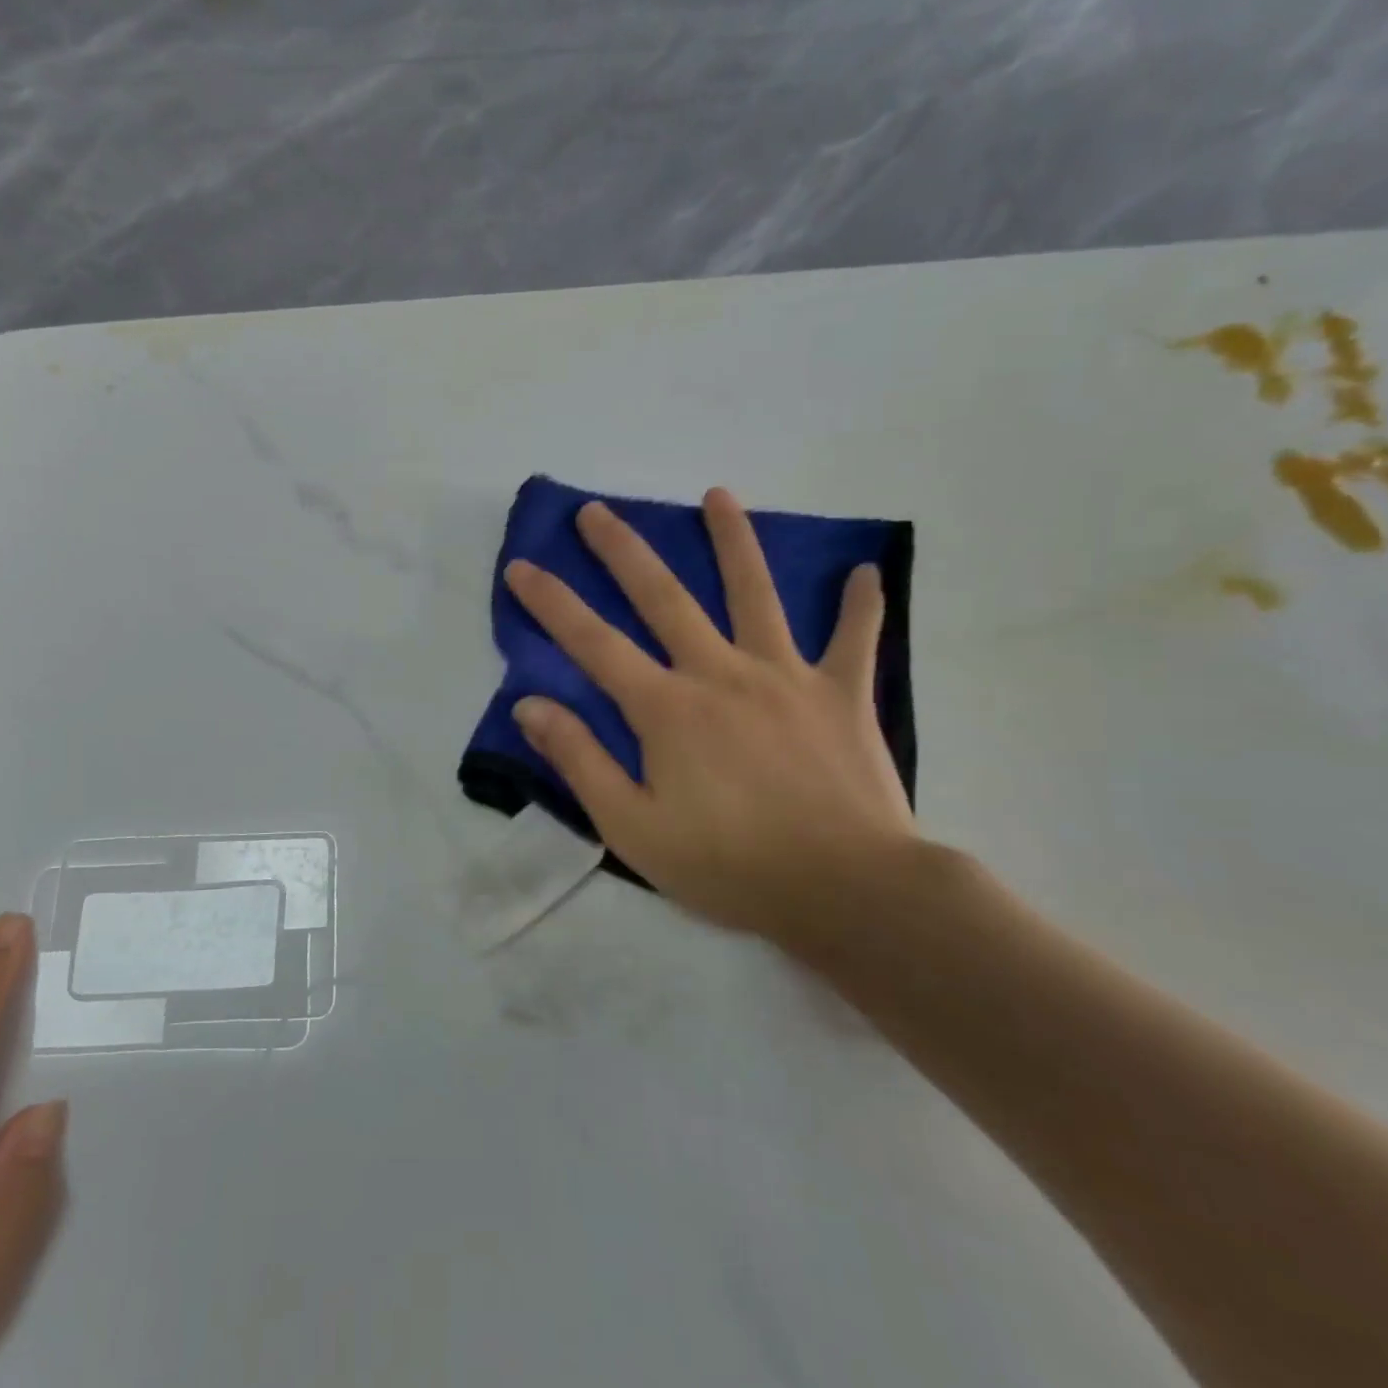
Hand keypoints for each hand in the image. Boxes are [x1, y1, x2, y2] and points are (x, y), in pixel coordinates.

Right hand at [505, 490, 918, 949]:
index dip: (552, 603)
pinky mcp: (841, 695)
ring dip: (734, 541)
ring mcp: (785, 676)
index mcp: (666, 708)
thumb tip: (530, 705)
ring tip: (718, 496)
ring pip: (755, 594)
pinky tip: (865, 571)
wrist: (847, 891)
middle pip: (663, 597)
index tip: (522, 565)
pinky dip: (860, 605)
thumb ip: (580, 761)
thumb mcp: (633, 828)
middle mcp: (720, 673)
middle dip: (623, 551)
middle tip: (596, 510)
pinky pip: (854, 640)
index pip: (593, 643)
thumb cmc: (730, 867)